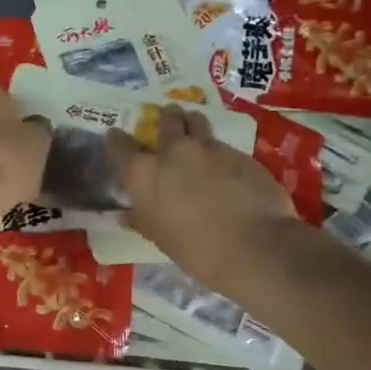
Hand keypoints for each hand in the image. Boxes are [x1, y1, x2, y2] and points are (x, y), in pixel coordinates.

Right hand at [108, 106, 299, 290]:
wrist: (254, 246)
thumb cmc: (196, 250)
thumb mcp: (161, 238)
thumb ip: (142, 220)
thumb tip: (125, 216)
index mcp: (144, 174)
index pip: (120, 146)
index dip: (117, 139)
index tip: (116, 136)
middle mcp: (172, 152)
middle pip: (166, 120)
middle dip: (166, 118)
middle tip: (169, 120)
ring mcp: (208, 148)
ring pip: (197, 121)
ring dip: (193, 123)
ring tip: (195, 128)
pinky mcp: (239, 153)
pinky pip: (222, 144)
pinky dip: (218, 149)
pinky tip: (224, 162)